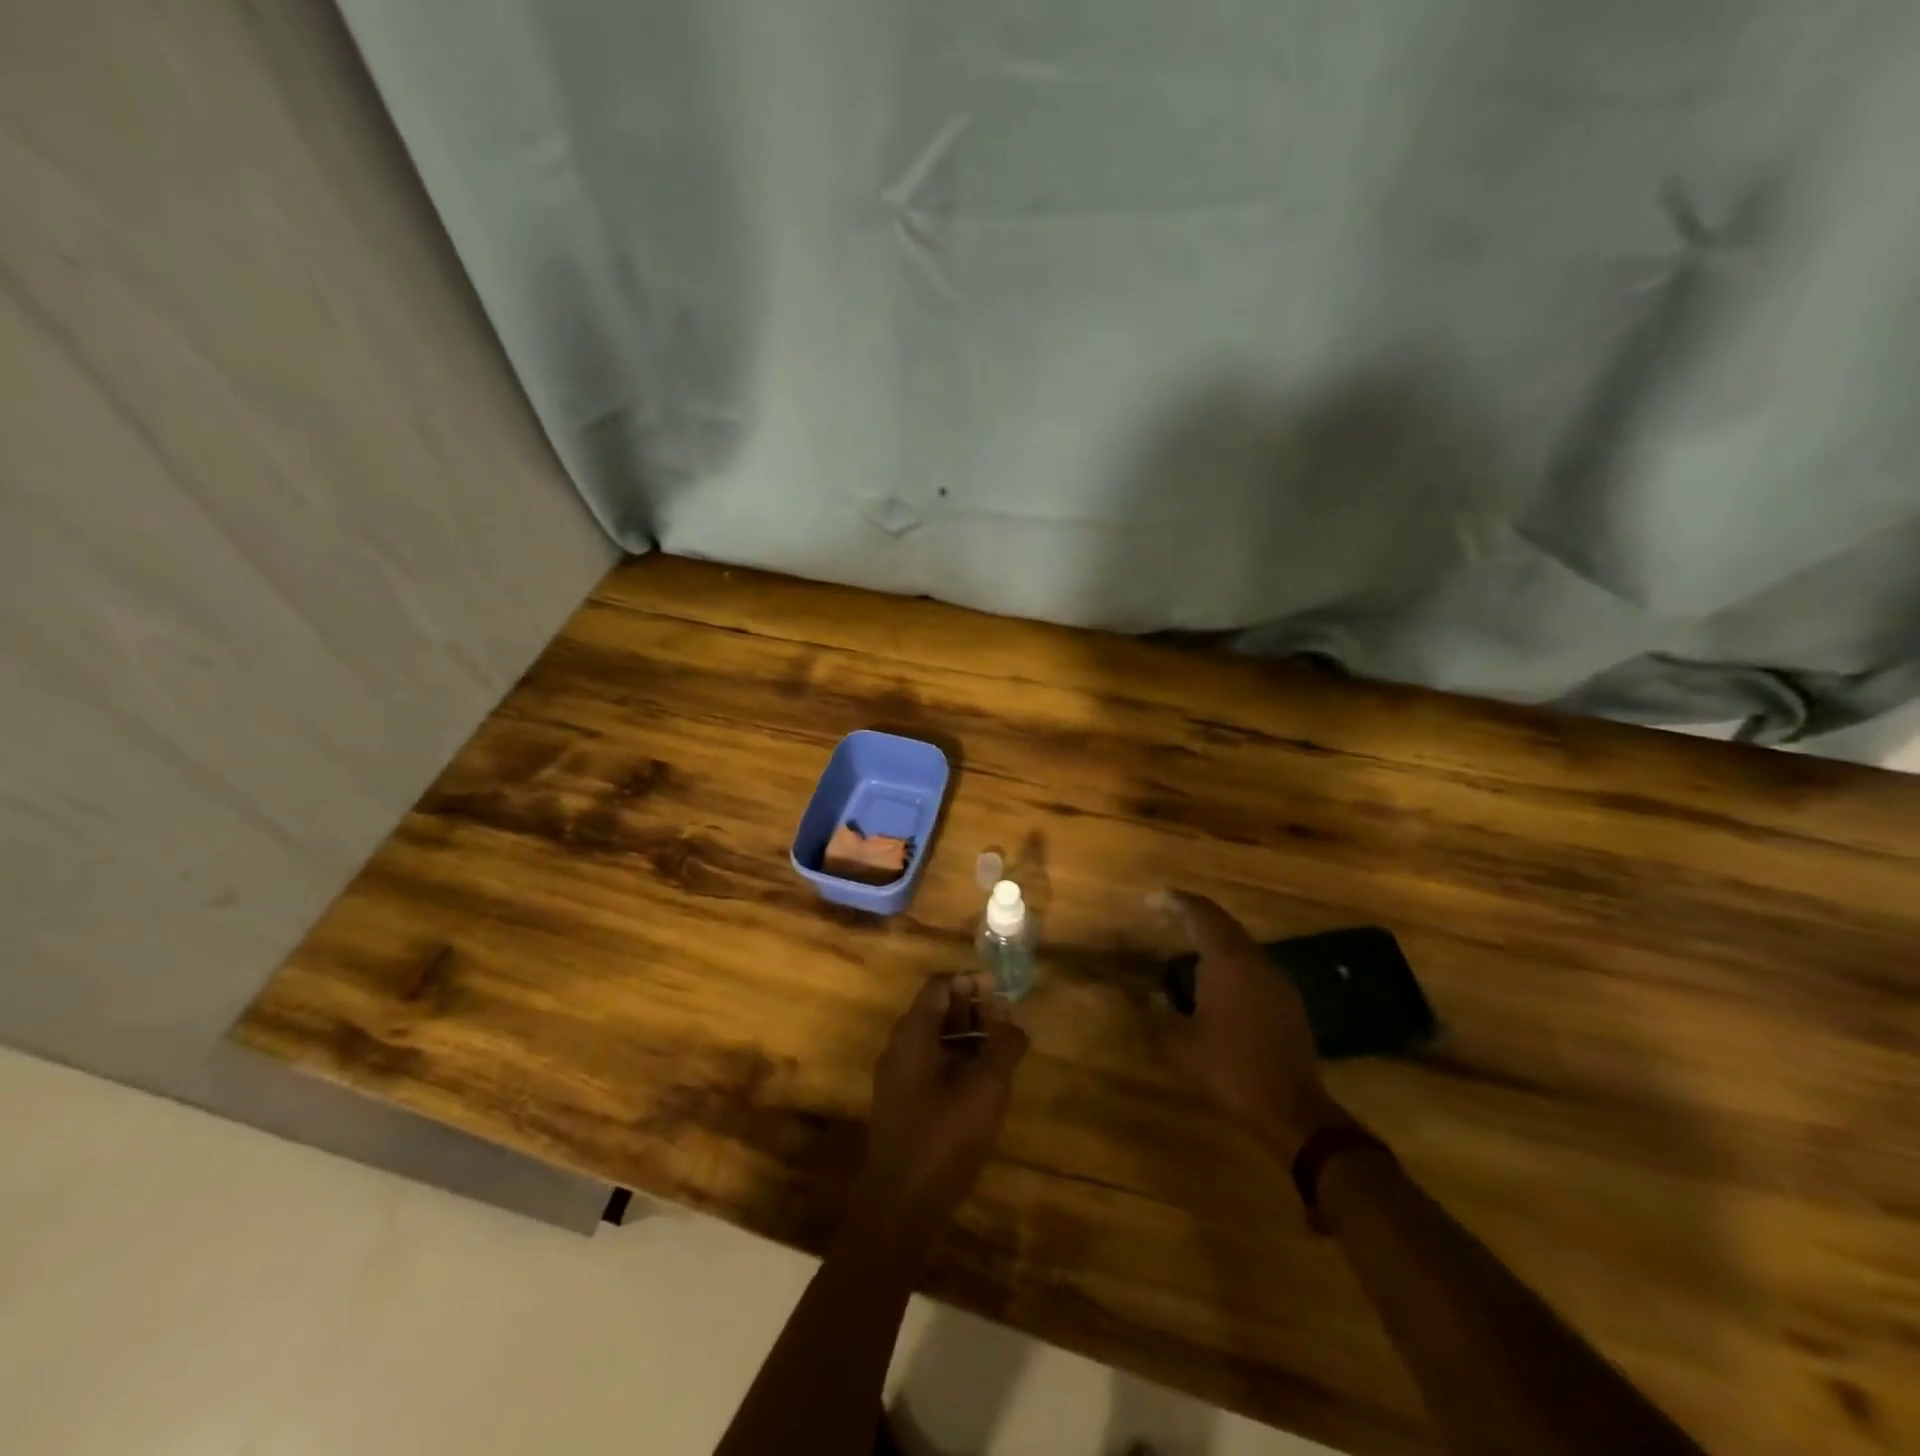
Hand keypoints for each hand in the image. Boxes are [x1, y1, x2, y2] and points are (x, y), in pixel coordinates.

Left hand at [852, 973, 1028, 1249]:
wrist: (901, 1205)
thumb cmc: (944, 1138)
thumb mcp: (985, 1089)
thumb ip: (1003, 1048)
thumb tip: (1015, 1025)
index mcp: (913, 1034)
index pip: (940, 986)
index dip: (971, 982)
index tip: (1001, 991)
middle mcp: (899, 1047)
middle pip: (936, 1010)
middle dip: (973, 1008)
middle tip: (1007, 1020)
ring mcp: (898, 1077)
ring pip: (935, 1039)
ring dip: (968, 1036)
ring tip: (1002, 1049)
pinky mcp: (902, 1102)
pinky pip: (930, 1065)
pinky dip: (957, 1060)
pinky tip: (983, 1081)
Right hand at [1154, 891, 1348, 1159]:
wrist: (1291, 1108)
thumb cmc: (1229, 1068)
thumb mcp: (1180, 1043)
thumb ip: (1158, 1013)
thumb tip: (1151, 995)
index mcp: (1228, 961)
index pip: (1200, 913)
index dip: (1174, 901)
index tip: (1150, 899)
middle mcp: (1255, 960)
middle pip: (1222, 922)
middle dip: (1192, 915)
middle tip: (1165, 916)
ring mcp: (1276, 979)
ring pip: (1240, 944)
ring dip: (1212, 939)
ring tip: (1185, 947)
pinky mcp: (1287, 1000)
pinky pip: (1253, 965)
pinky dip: (1229, 960)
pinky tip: (1215, 982)